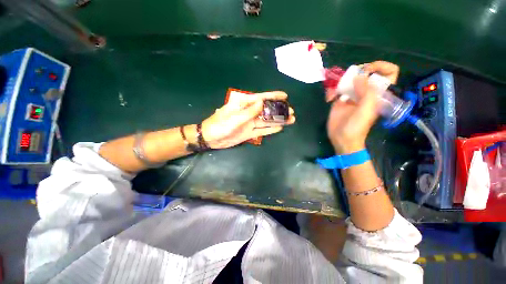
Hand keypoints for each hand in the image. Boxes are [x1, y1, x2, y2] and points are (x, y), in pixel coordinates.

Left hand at [202, 91, 295, 148]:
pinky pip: (262, 130)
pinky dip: (271, 129)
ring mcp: (250, 123)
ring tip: (290, 120)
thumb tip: (262, 103)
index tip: (285, 96)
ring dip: (278, 120)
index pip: (261, 98)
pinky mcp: (250, 132)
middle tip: (291, 111)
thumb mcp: (234, 117)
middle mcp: (249, 112)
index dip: (273, 96)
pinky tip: (280, 128)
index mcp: (244, 104)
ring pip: (267, 121)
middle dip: (279, 110)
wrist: (211, 138)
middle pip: (267, 110)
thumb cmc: (220, 125)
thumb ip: (249, 111)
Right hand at [327, 61, 398, 153]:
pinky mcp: (339, 101)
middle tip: (347, 78)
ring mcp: (351, 96)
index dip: (380, 67)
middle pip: (365, 74)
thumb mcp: (366, 110)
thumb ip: (367, 92)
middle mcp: (365, 92)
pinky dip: (331, 91)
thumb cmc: (356, 127)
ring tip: (334, 92)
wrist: (342, 138)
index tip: (366, 70)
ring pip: (348, 80)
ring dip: (340, 82)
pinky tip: (329, 98)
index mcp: (377, 93)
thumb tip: (359, 76)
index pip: (388, 73)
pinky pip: (336, 89)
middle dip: (356, 72)